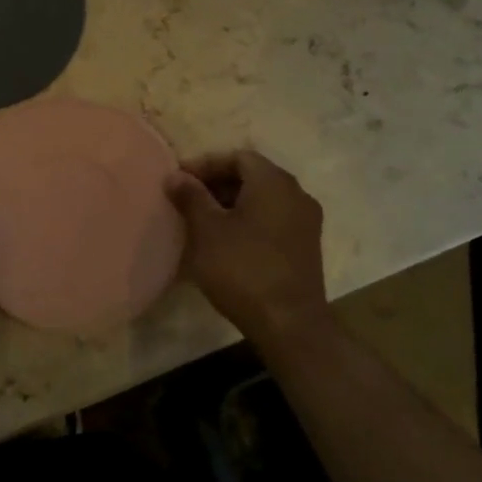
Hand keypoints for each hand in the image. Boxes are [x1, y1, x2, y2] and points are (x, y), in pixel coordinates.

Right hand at [166, 150, 329, 346]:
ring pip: (263, 199)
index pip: (237, 157)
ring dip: (231, 203)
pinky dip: (248, 220)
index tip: (178, 181)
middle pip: (252, 175)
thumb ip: (191, 196)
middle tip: (186, 199)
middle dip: (217, 183)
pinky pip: (273, 219)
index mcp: (274, 182)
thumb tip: (175, 175)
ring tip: (202, 221)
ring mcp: (306, 221)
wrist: (289, 324)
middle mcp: (296, 194)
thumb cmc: (243, 268)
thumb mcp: (207, 230)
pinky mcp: (306, 246)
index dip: (205, 164)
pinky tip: (226, 241)